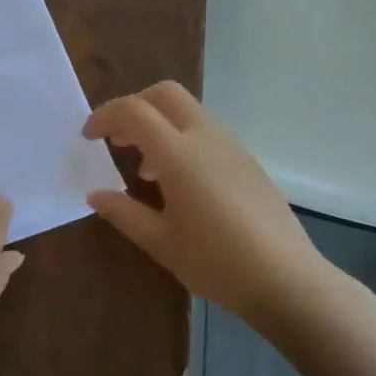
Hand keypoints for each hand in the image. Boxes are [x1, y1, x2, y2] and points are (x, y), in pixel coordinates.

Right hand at [83, 81, 333, 324]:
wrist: (288, 280)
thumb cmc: (216, 262)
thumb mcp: (160, 242)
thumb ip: (123, 213)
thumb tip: (95, 195)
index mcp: (178, 154)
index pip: (133, 111)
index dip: (105, 116)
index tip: (88, 137)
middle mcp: (205, 138)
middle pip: (164, 94)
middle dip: (134, 106)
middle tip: (117, 138)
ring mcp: (231, 147)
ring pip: (188, 111)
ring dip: (159, 125)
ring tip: (145, 170)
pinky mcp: (248, 162)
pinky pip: (206, 132)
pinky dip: (182, 140)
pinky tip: (180, 183)